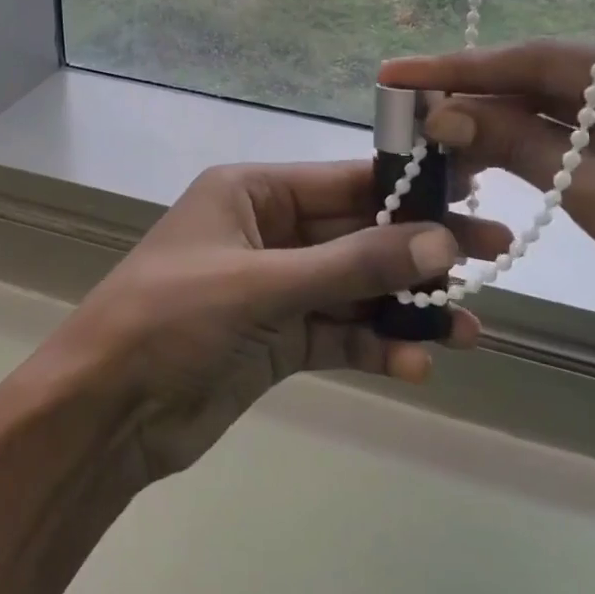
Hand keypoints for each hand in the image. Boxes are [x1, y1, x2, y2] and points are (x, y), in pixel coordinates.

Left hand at [47, 162, 505, 482]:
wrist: (104, 413)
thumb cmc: (171, 319)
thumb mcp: (262, 285)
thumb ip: (351, 265)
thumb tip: (439, 243)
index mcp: (251, 193)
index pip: (342, 180)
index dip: (406, 185)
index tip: (470, 190)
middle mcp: (267, 233)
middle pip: (356, 234)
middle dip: (417, 250)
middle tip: (491, 257)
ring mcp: (273, 289)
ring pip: (354, 288)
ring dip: (405, 307)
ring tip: (468, 328)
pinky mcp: (276, 341)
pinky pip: (337, 333)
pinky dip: (375, 346)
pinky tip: (416, 364)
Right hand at [380, 41, 594, 377]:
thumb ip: (523, 149)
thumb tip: (442, 113)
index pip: (545, 60)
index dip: (464, 67)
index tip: (397, 70)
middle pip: (547, 80)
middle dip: (474, 95)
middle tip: (402, 104)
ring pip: (553, 110)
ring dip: (493, 123)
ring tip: (426, 130)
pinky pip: (572, 139)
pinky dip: (524, 148)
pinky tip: (476, 151)